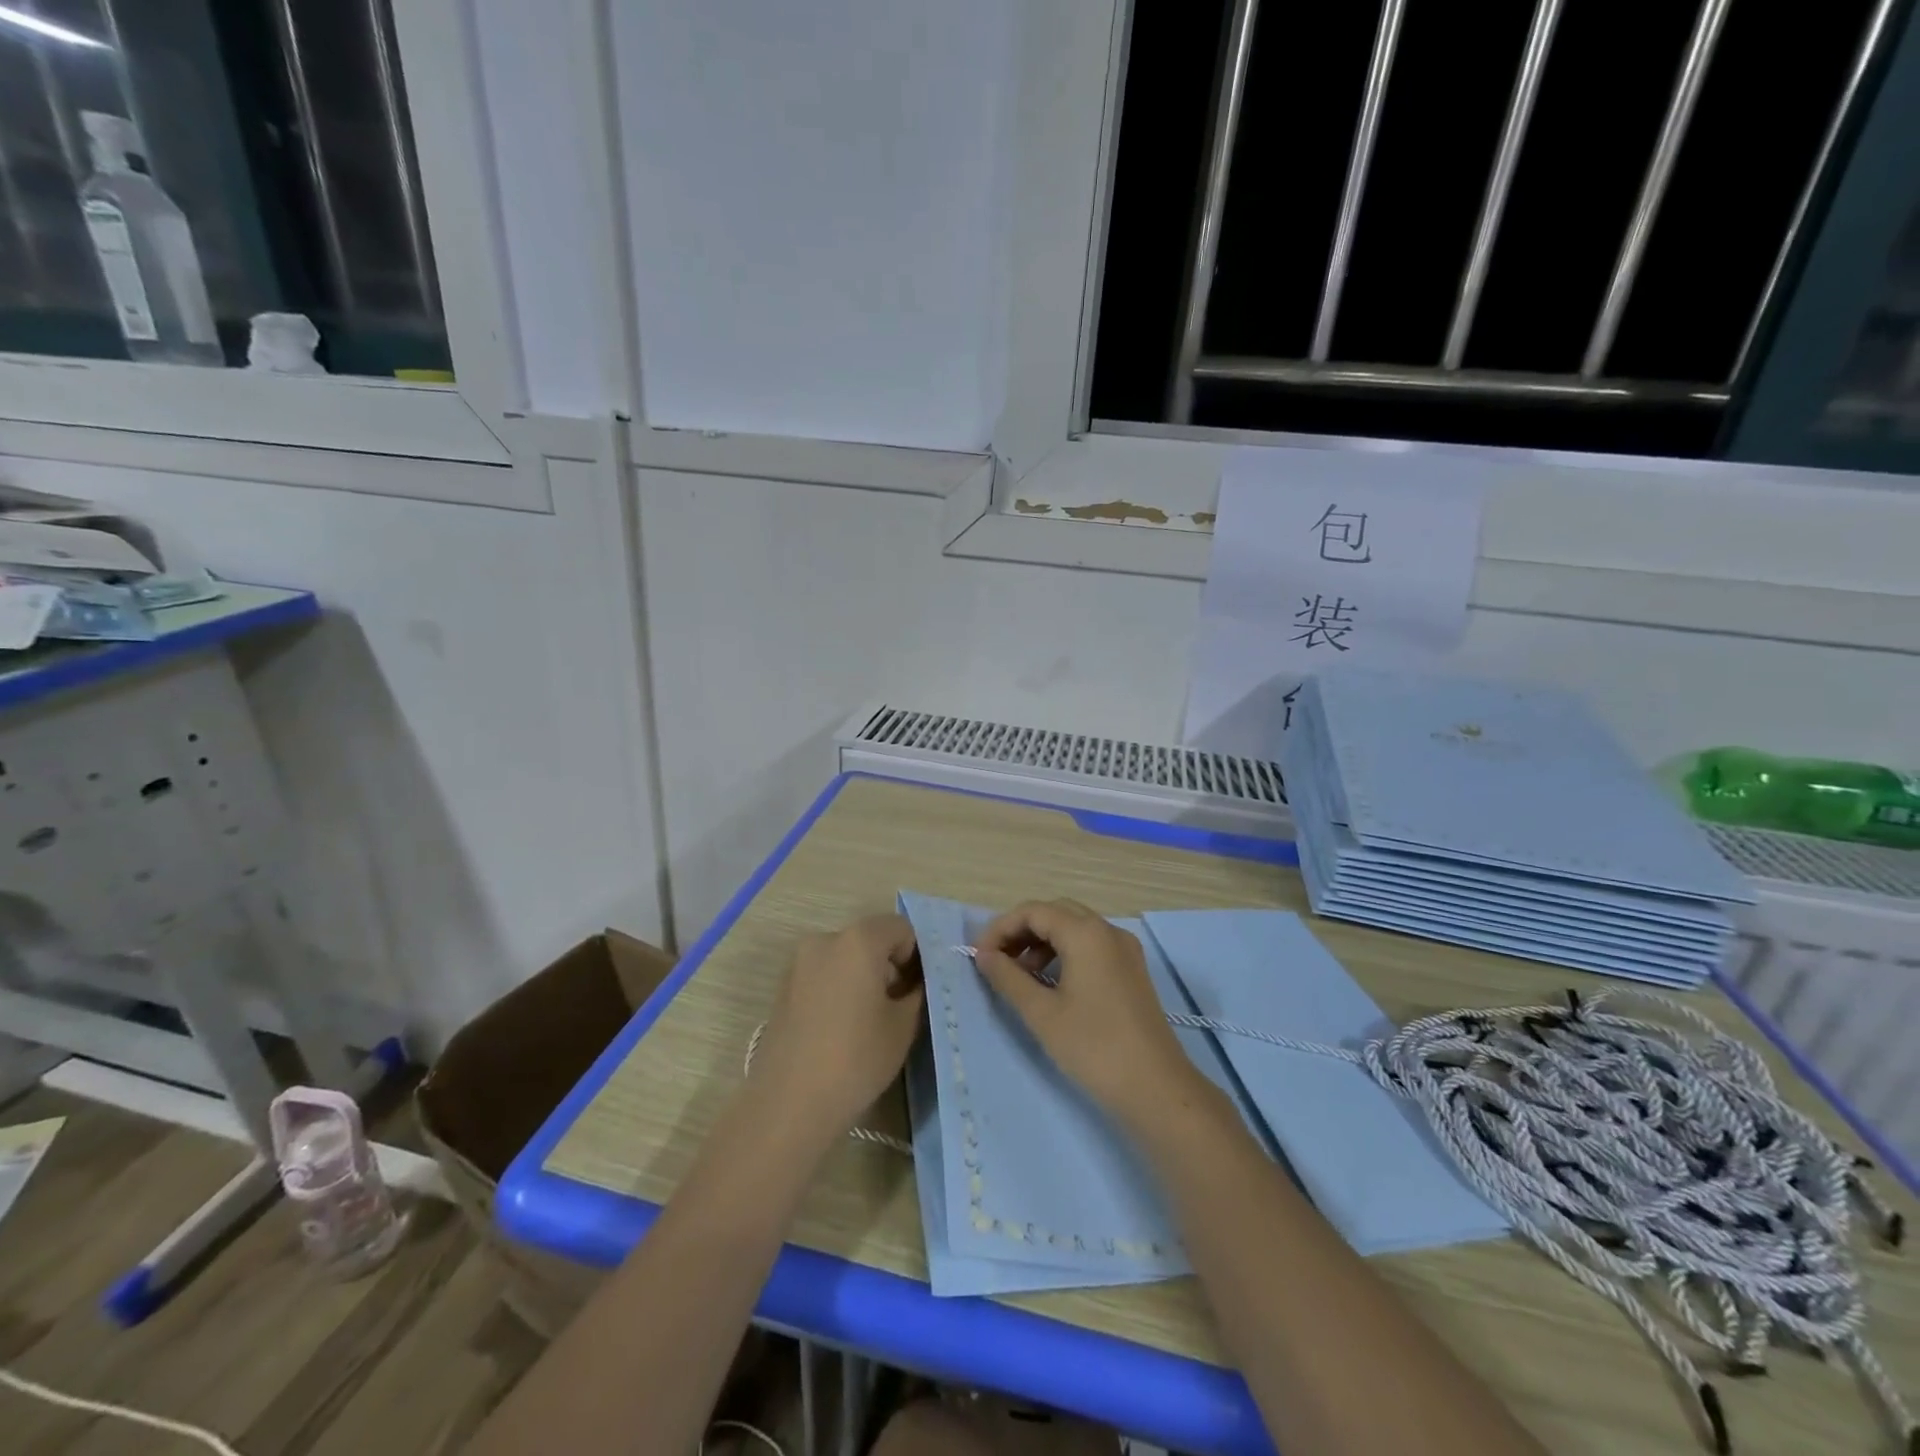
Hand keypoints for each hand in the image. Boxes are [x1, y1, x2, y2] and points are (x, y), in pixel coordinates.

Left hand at [750, 914, 924, 1136]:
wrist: (789, 1103)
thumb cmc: (856, 1058)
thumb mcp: (903, 1025)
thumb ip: (916, 992)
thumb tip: (915, 983)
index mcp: (858, 940)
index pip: (901, 928)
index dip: (916, 955)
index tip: (918, 990)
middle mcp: (825, 939)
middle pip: (870, 939)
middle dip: (889, 964)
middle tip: (898, 1005)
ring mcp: (799, 963)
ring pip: (845, 957)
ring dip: (863, 976)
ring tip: (869, 1020)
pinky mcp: (783, 988)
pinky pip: (823, 975)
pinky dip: (839, 988)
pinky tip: (842, 1027)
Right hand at [973, 899, 1203, 1122]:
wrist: (1156, 1088)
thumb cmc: (1093, 1047)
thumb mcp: (1041, 1013)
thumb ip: (1008, 977)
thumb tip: (985, 955)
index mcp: (1086, 933)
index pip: (1033, 911)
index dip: (1001, 929)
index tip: (979, 957)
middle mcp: (1108, 930)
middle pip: (1055, 913)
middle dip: (1022, 931)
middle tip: (997, 961)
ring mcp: (1125, 949)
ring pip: (1075, 928)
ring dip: (1043, 942)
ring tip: (1021, 976)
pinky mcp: (1132, 970)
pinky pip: (1092, 945)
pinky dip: (1065, 953)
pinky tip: (1051, 983)